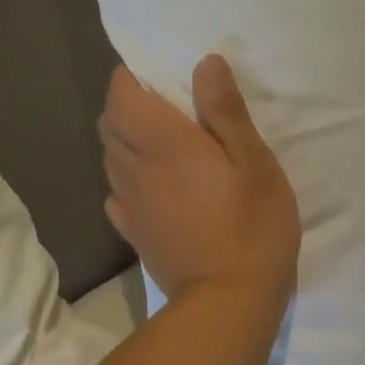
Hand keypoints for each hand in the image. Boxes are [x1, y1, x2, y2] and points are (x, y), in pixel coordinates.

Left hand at [99, 55, 300, 307]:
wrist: (228, 302)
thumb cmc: (252, 225)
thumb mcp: (254, 162)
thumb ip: (225, 111)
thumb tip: (205, 62)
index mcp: (163, 142)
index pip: (121, 95)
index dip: (130, 78)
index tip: (159, 76)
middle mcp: (135, 168)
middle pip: (110, 124)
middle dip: (127, 106)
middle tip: (166, 107)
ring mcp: (129, 204)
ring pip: (110, 158)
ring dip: (126, 141)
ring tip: (162, 144)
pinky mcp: (134, 234)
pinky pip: (116, 194)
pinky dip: (127, 179)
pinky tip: (154, 187)